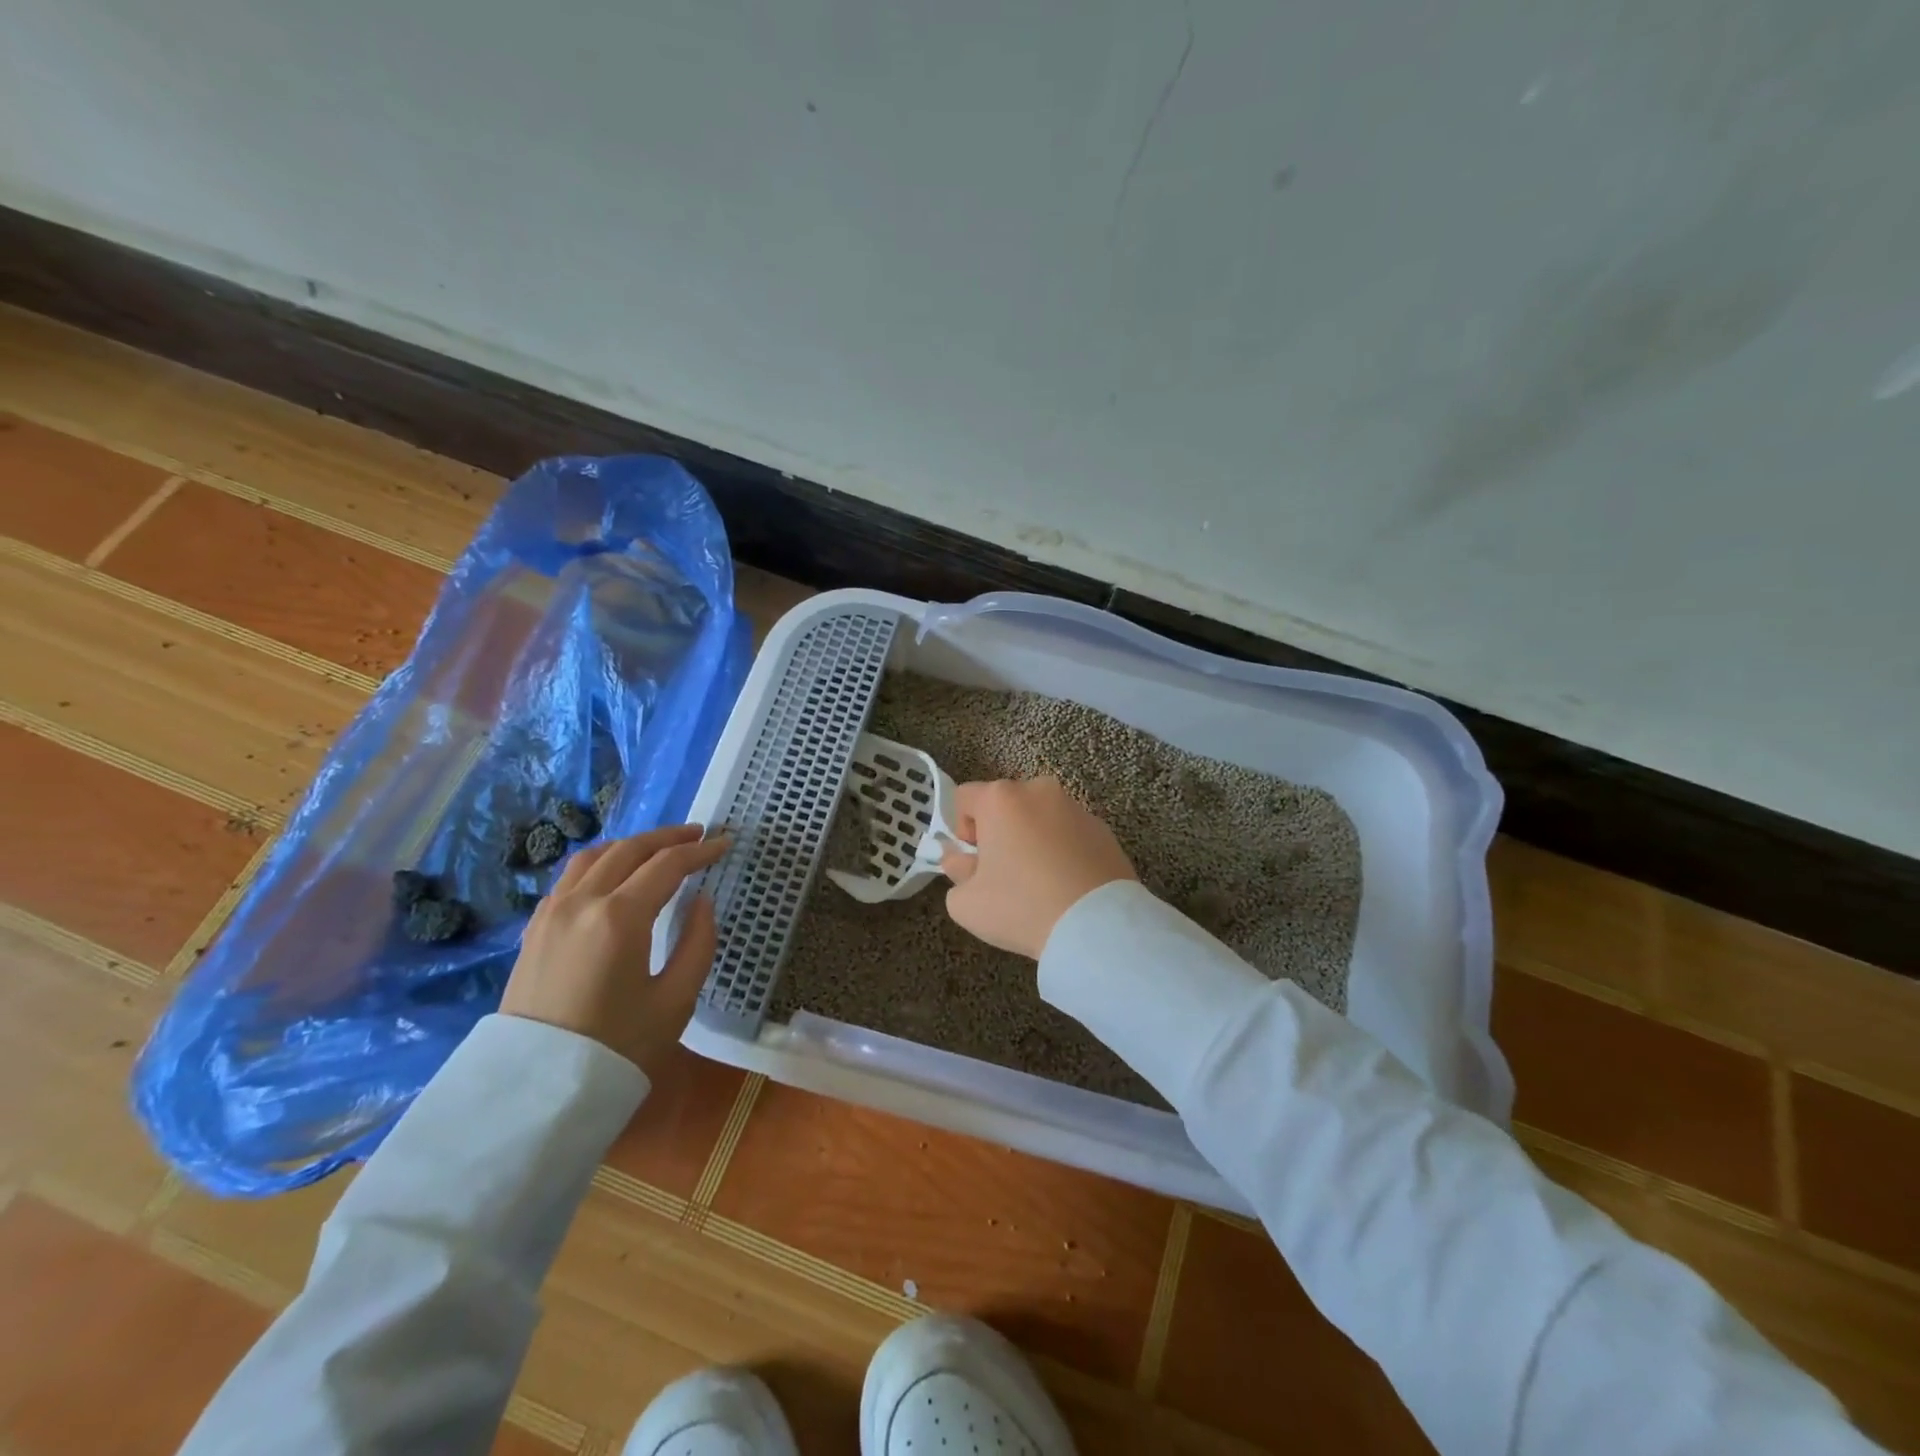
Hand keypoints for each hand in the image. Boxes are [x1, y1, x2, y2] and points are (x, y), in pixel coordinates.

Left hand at [500, 823, 728, 1074]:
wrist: (536, 1093)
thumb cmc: (617, 1048)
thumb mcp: (676, 1001)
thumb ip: (697, 942)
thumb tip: (701, 902)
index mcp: (619, 917)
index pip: (667, 865)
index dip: (700, 851)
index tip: (725, 843)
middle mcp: (581, 902)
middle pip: (629, 850)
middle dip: (667, 838)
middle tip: (698, 835)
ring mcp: (551, 913)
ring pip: (594, 857)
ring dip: (631, 845)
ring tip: (657, 848)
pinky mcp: (534, 930)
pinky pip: (570, 878)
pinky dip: (600, 863)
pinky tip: (613, 875)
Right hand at [941, 776, 1137, 958]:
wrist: (1096, 926)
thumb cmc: (1021, 907)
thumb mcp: (966, 902)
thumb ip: (954, 871)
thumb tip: (960, 859)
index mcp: (1000, 798)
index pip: (964, 797)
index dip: (961, 828)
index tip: (974, 860)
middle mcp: (1039, 790)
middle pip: (1005, 804)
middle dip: (999, 831)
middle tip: (1003, 873)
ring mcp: (1075, 807)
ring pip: (1040, 817)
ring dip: (1032, 838)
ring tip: (1039, 881)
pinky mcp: (1103, 829)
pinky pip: (1069, 833)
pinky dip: (1062, 849)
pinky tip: (1066, 885)